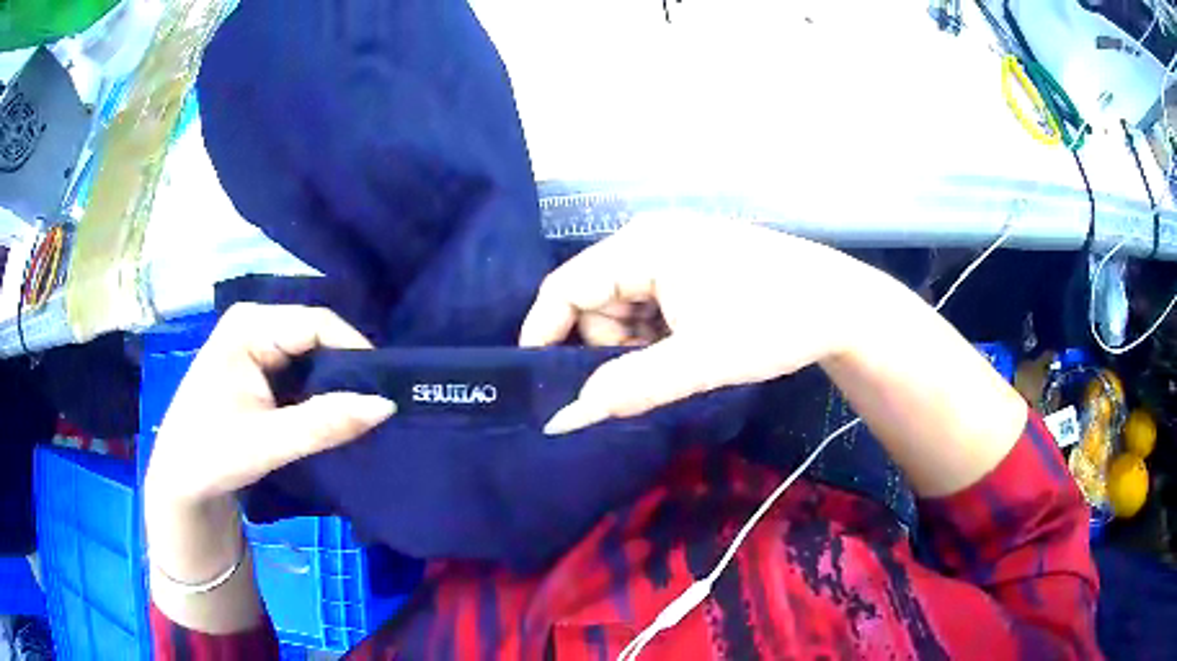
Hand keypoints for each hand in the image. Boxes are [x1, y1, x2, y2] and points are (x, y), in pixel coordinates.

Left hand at [145, 303, 395, 508]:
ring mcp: (254, 344)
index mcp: (249, 325)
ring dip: (335, 384)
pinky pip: (300, 371)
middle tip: (378, 404)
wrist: (180, 481)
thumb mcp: (268, 441)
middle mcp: (253, 324)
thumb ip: (325, 423)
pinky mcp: (257, 368)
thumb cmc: (211, 454)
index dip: (356, 352)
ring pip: (311, 355)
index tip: (387, 389)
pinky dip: (319, 393)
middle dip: (347, 370)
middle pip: (315, 336)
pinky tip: (334, 413)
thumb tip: (387, 404)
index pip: (317, 323)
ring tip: (362, 411)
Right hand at [520, 214, 881, 433]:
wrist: (840, 305)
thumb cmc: (773, 322)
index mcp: (643, 246)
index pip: (565, 287)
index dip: (543, 334)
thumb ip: (628, 388)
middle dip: (605, 346)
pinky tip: (691, 348)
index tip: (538, 383)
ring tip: (680, 363)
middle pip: (594, 300)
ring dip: (637, 344)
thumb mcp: (700, 360)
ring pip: (624, 307)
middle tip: (644, 379)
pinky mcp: (694, 266)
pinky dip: (658, 335)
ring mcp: (674, 250)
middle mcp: (650, 240)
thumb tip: (565, 419)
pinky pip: (652, 304)